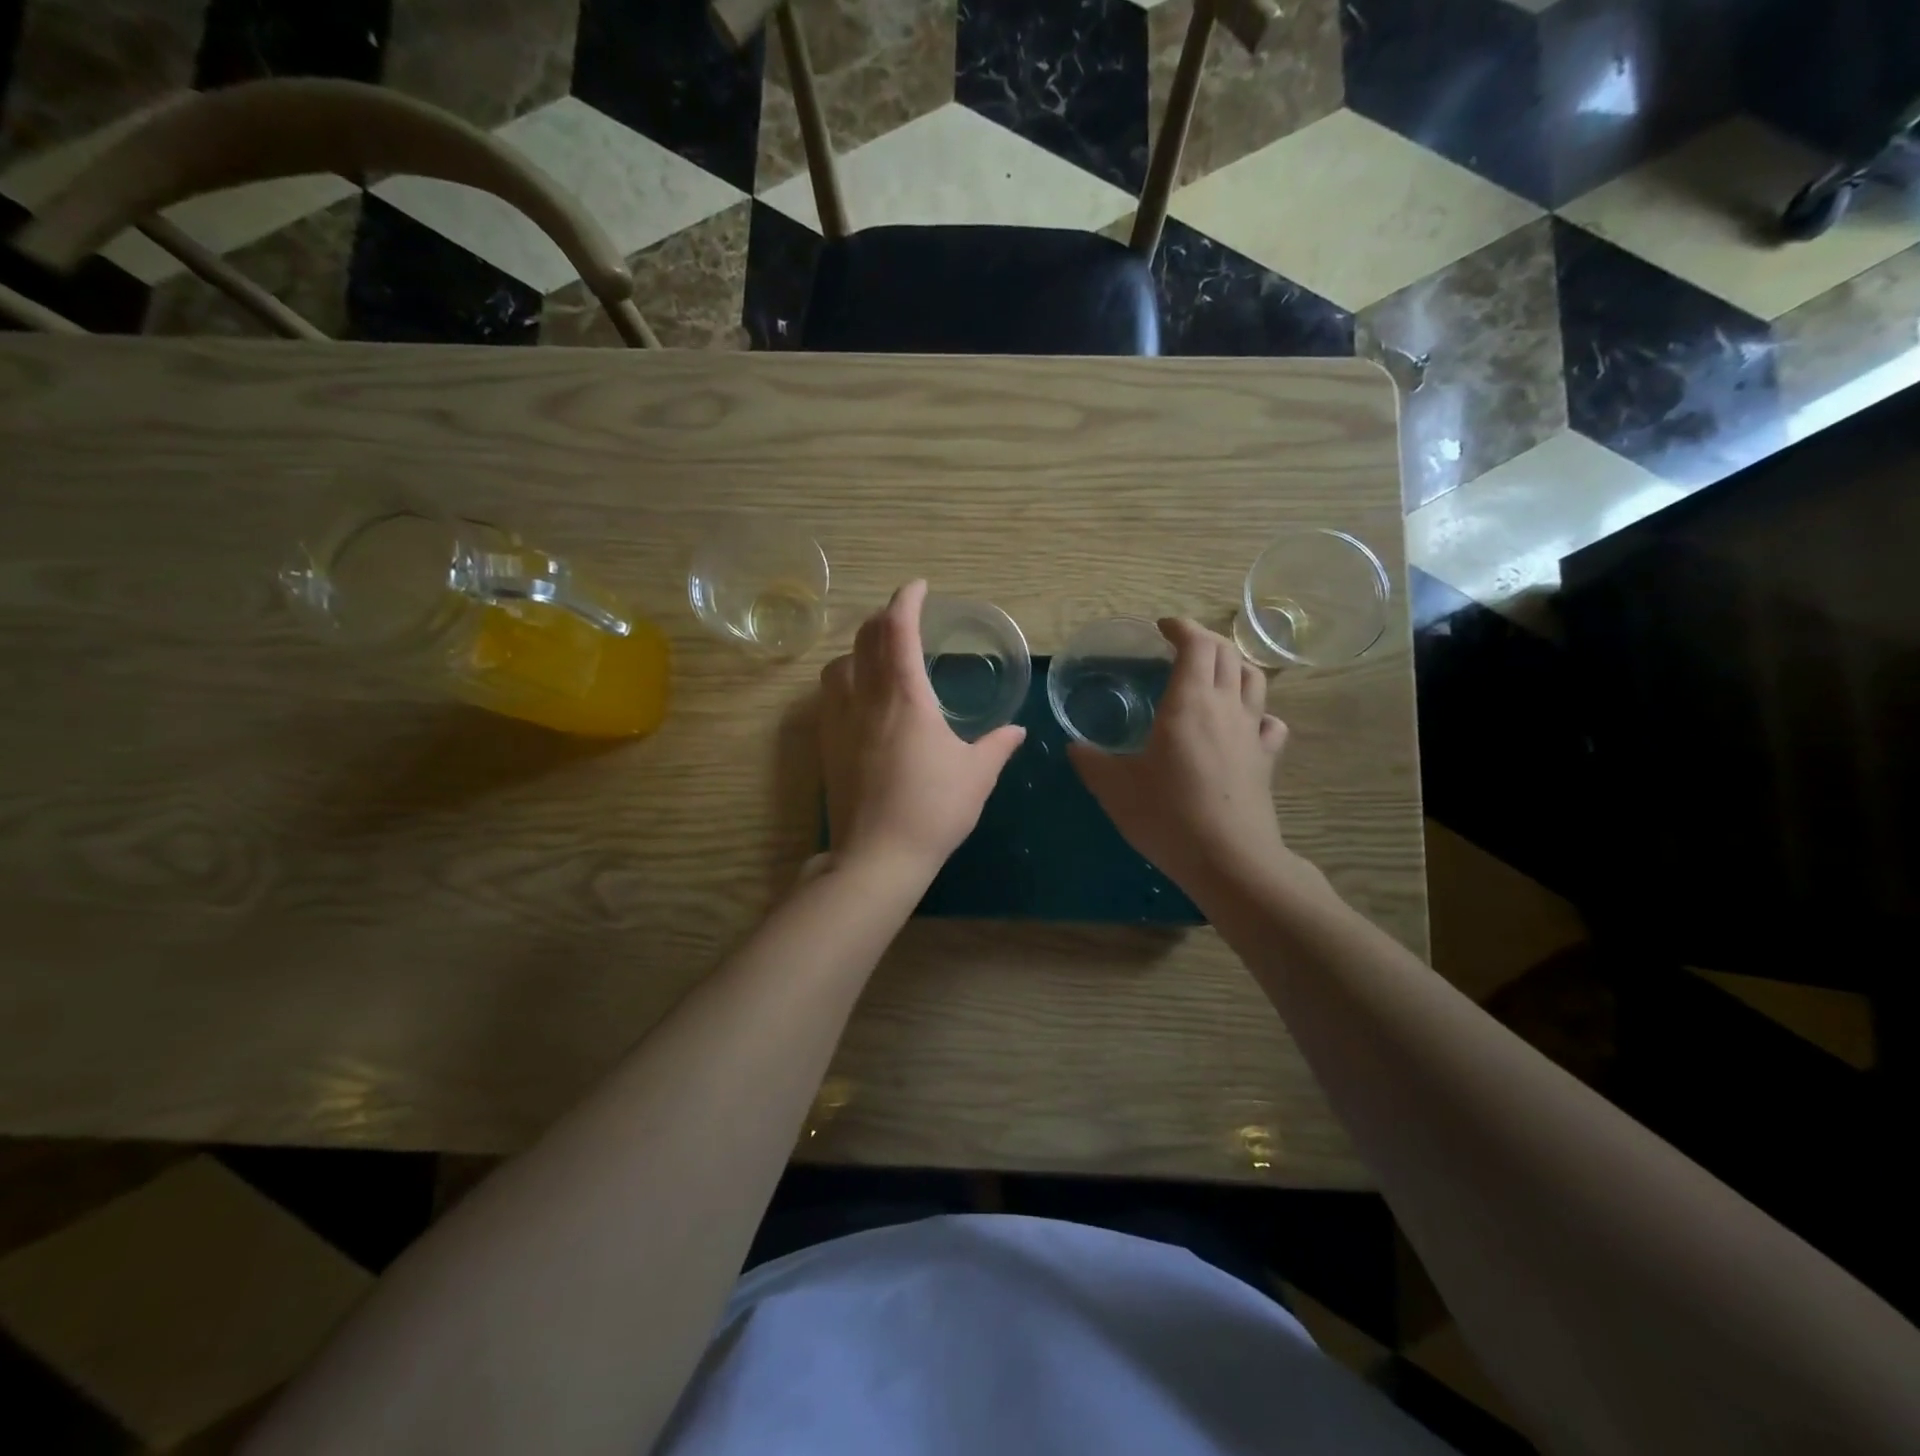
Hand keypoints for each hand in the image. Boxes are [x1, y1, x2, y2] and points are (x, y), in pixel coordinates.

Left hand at [819, 580, 1025, 885]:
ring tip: (878, 655)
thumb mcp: (976, 775)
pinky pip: (829, 694)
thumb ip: (996, 746)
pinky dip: (844, 678)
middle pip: (865, 638)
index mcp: (906, 697)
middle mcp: (867, 698)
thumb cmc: (933, 810)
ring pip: (839, 663)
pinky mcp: (826, 744)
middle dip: (883, 617)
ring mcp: (840, 720)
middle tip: (904, 617)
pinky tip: (859, 696)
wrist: (877, 856)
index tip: (918, 587)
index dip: (907, 600)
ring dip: (858, 647)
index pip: (899, 630)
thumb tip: (1016, 731)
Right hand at [1068, 618, 1289, 894]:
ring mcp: (1252, 732)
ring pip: (1254, 679)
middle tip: (1180, 646)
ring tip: (1213, 672)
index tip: (1162, 627)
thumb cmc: (1167, 815)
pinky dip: (1256, 710)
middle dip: (1204, 640)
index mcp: (1189, 702)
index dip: (1181, 627)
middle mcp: (1225, 706)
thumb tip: (1075, 747)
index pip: (1196, 644)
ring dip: (1233, 665)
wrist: (1229, 860)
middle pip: (1227, 653)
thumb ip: (1091, 761)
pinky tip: (1243, 722)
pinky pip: (1269, 721)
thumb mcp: (1115, 788)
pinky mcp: (1266, 759)